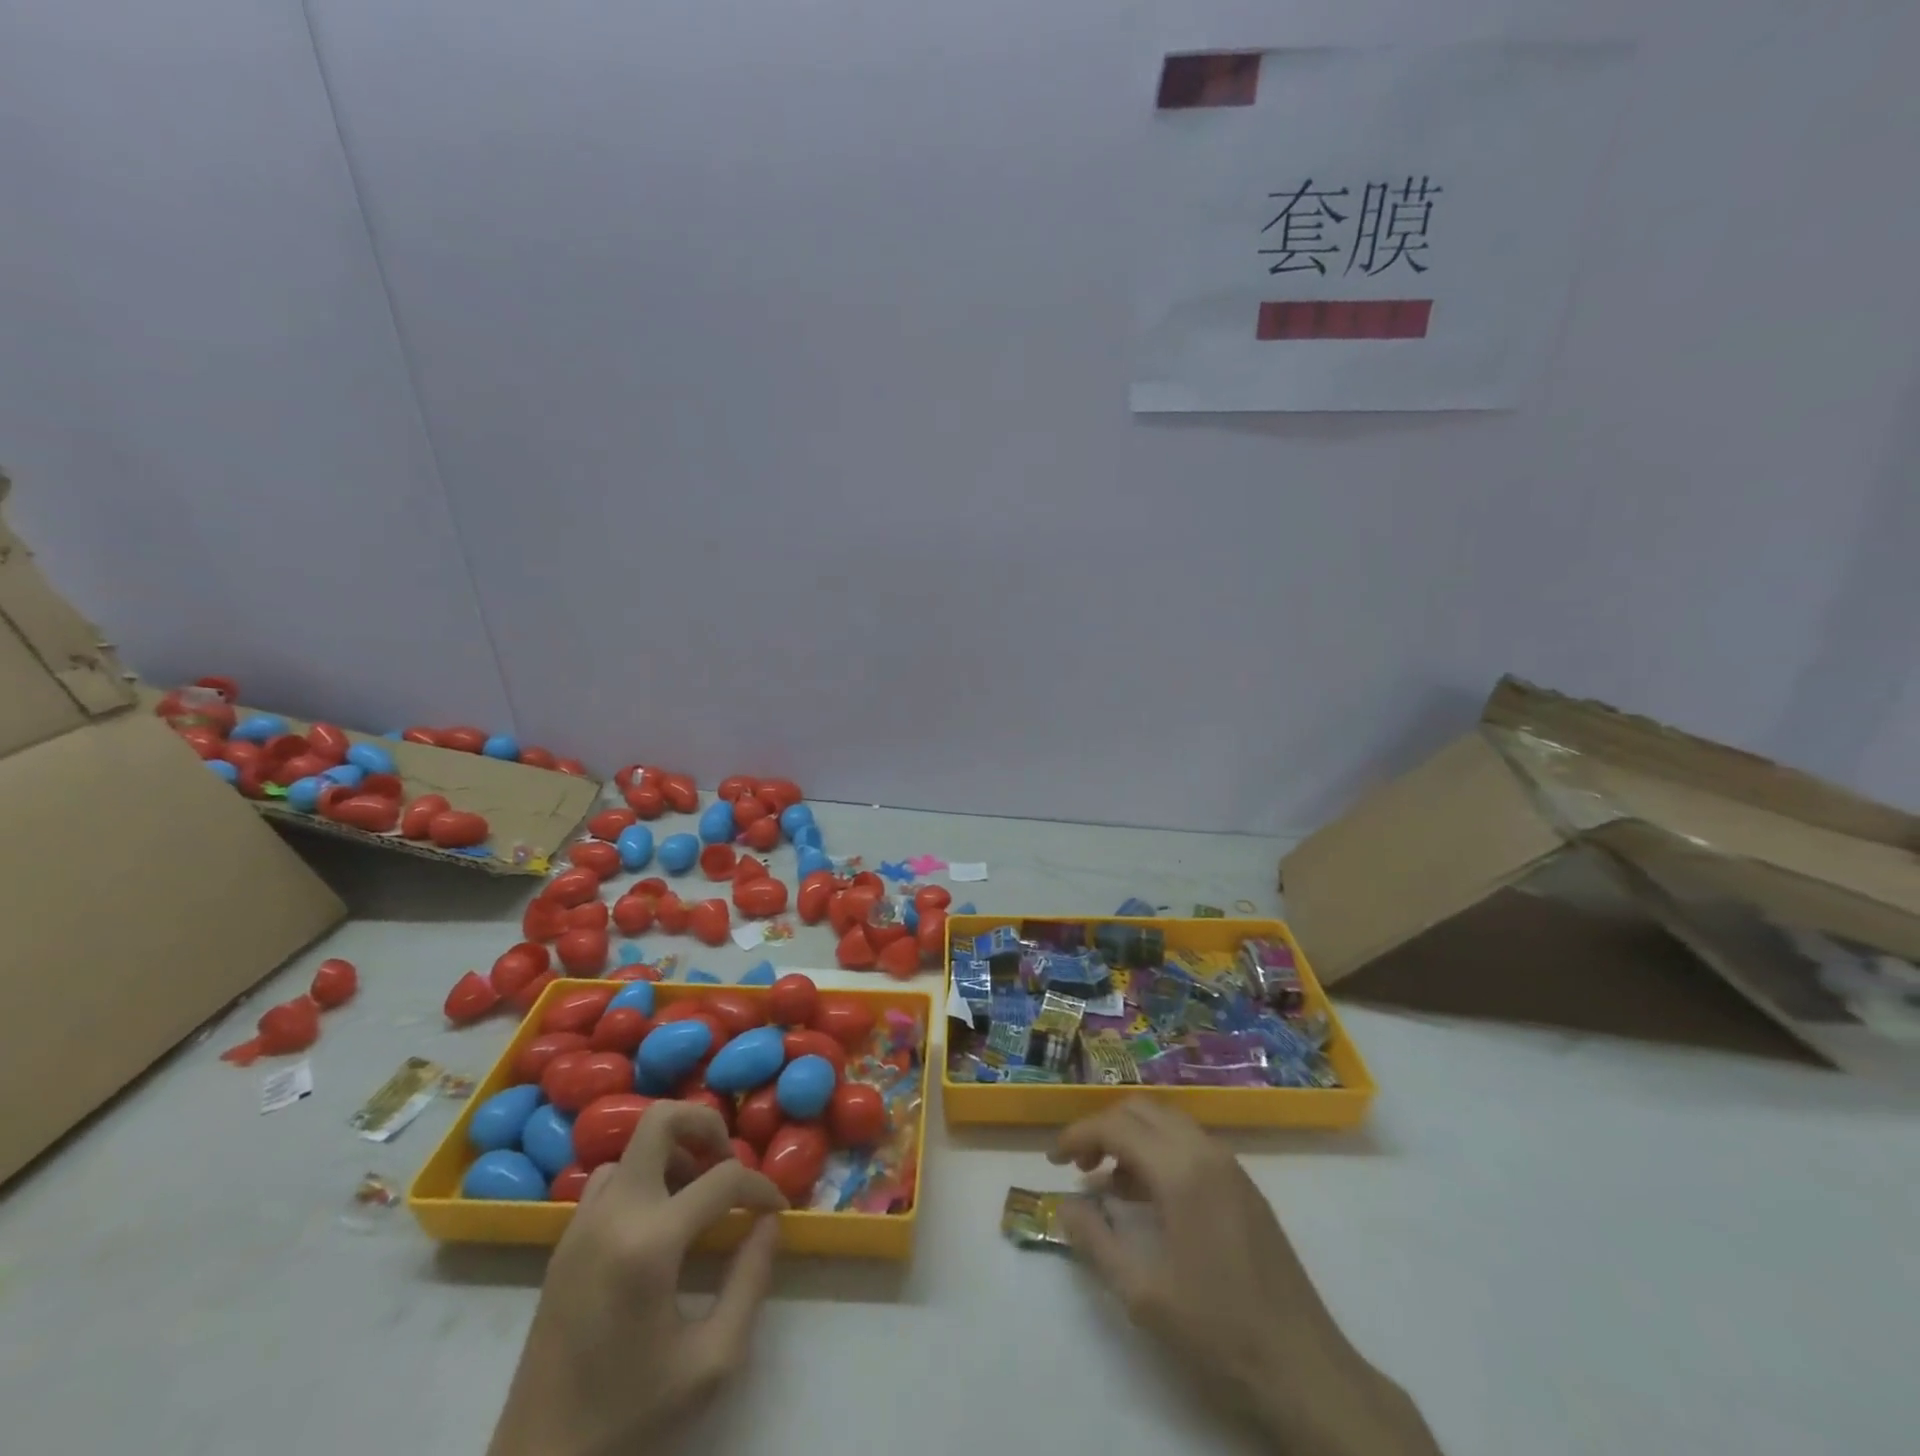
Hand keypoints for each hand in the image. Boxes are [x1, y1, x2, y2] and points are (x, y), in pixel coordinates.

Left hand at [488, 1102, 787, 1455]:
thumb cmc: (630, 1417)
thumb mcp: (712, 1360)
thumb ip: (751, 1280)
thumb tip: (769, 1221)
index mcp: (649, 1243)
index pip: (723, 1177)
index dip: (761, 1185)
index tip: (778, 1209)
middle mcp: (612, 1214)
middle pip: (661, 1120)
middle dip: (706, 1125)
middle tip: (729, 1164)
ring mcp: (581, 1223)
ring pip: (634, 1148)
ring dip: (674, 1153)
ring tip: (697, 1196)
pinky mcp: (564, 1241)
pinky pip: (610, 1178)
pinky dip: (644, 1178)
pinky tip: (660, 1222)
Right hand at [1051, 1100, 1441, 1455]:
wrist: (1305, 1369)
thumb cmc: (1219, 1332)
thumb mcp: (1142, 1295)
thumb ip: (1096, 1241)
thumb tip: (1064, 1204)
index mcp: (1180, 1171)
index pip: (1116, 1126)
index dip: (1077, 1135)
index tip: (1053, 1160)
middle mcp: (1206, 1152)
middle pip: (1141, 1110)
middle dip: (1103, 1128)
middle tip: (1078, 1166)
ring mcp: (1230, 1166)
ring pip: (1168, 1123)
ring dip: (1132, 1138)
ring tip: (1108, 1181)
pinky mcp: (1244, 1186)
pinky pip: (1190, 1144)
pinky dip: (1159, 1152)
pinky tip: (1148, 1197)